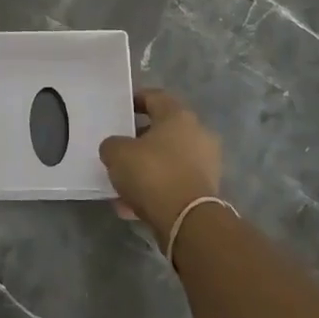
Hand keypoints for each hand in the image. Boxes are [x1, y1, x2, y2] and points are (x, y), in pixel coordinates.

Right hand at [98, 88, 223, 244]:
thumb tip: (116, 149)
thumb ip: (112, 145)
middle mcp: (198, 134)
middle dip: (139, 140)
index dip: (135, 100)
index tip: (119, 110)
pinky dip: (155, 190)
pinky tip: (131, 206)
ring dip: (146, 169)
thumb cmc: (152, 173)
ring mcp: (206, 163)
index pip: (155, 97)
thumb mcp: (116, 153)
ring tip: (122, 183)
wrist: (187, 219)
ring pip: (168, 160)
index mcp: (179, 116)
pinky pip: (174, 183)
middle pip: (163, 131)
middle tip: (118, 149)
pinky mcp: (206, 191)